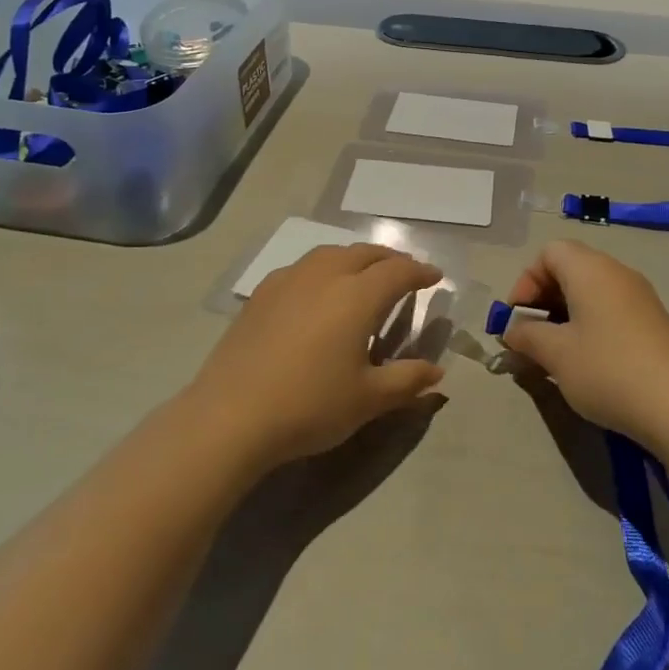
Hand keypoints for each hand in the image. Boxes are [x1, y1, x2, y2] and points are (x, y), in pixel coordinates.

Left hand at [189, 244, 445, 469]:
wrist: (231, 416)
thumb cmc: (309, 406)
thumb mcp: (368, 399)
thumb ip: (407, 380)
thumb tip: (437, 372)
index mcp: (357, 296)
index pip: (398, 272)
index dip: (420, 272)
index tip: (435, 277)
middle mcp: (325, 275)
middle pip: (365, 253)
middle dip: (390, 259)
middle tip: (405, 273)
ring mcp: (289, 280)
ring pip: (332, 253)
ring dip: (356, 258)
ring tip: (364, 274)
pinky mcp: (262, 293)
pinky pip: (304, 266)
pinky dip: (324, 268)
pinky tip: (319, 290)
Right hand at [500, 240, 668, 449]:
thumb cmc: (607, 369)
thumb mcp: (556, 354)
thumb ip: (527, 336)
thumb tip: (513, 330)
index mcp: (590, 269)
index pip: (549, 252)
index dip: (526, 281)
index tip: (518, 318)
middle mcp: (616, 272)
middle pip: (570, 268)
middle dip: (543, 299)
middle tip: (532, 336)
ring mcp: (639, 296)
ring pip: (591, 290)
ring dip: (566, 314)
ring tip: (555, 352)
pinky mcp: (654, 320)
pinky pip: (611, 308)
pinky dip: (590, 323)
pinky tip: (587, 360)